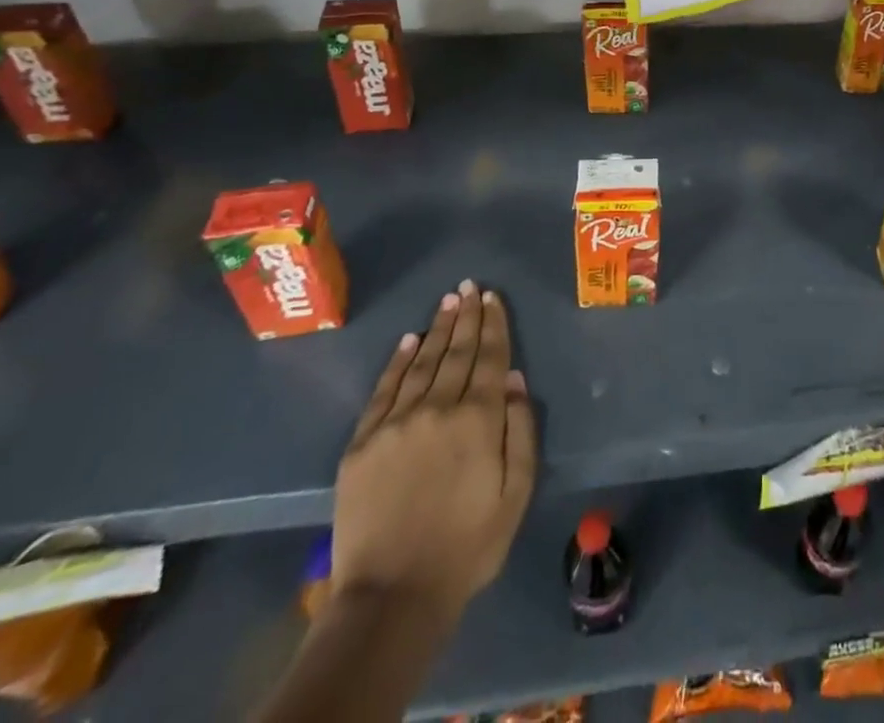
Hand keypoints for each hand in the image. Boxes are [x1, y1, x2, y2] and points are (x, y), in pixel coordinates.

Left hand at [331, 281, 536, 615]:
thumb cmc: (467, 546)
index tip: (493, 297)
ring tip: (448, 301)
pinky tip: (409, 340)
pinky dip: (398, 361)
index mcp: (478, 420)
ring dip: (437, 329)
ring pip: (423, 362)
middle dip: (466, 316)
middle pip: (456, 351)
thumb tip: (512, 379)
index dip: (493, 324)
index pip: (489, 357)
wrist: (392, 597)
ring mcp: (396, 423)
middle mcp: (438, 408)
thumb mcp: (516, 493)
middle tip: (469, 286)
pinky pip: (384, 390)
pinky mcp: (363, 443)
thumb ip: (520, 430)